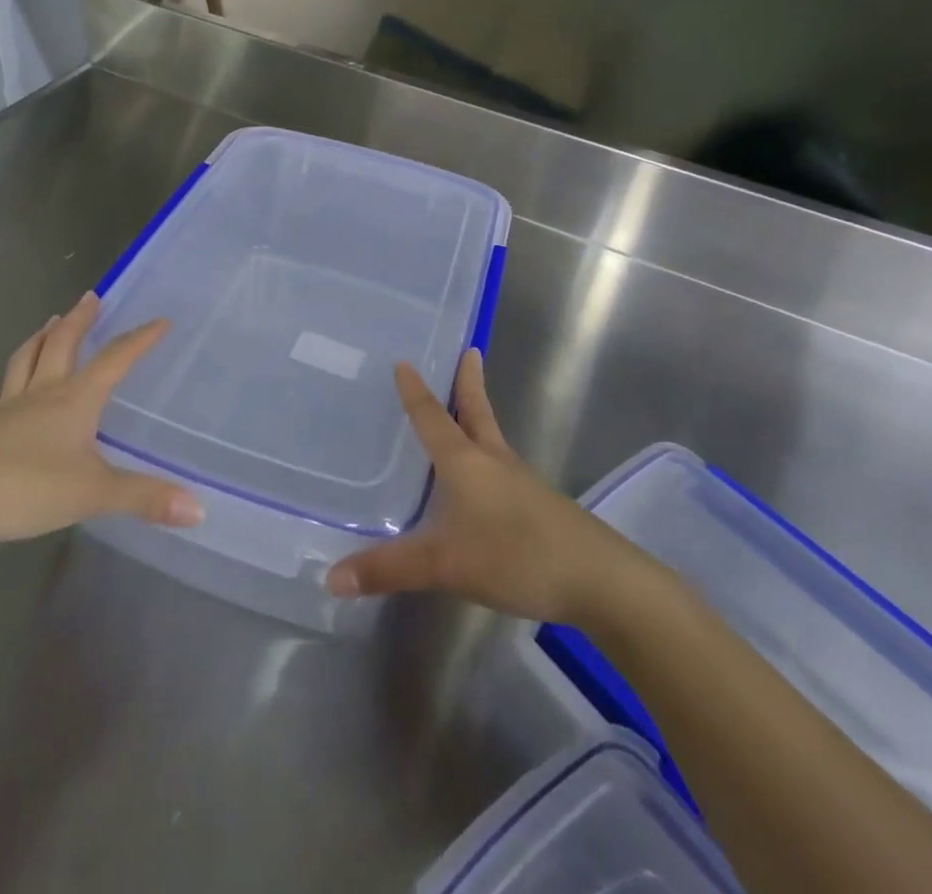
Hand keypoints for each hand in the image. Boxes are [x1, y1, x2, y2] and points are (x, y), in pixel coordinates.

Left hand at [0, 293, 201, 580]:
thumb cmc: (25, 489)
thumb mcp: (93, 494)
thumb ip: (144, 498)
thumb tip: (200, 509)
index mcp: (73, 400)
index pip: (114, 360)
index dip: (139, 340)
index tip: (160, 321)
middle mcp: (41, 395)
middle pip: (62, 345)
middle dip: (80, 320)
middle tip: (90, 297)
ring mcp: (6, 411)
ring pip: (25, 361)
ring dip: (40, 339)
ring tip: (49, 323)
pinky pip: (0, 395)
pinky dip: (9, 382)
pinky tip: (7, 389)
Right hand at [326, 350, 628, 624]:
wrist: (600, 580)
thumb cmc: (516, 556)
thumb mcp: (445, 565)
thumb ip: (389, 570)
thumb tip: (331, 577)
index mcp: (466, 462)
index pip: (433, 418)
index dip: (416, 392)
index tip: (406, 361)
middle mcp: (493, 461)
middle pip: (477, 413)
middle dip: (468, 384)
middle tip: (468, 351)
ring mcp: (521, 482)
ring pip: (492, 439)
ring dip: (478, 417)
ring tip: (466, 411)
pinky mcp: (539, 506)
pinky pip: (504, 469)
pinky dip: (489, 457)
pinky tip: (485, 482)